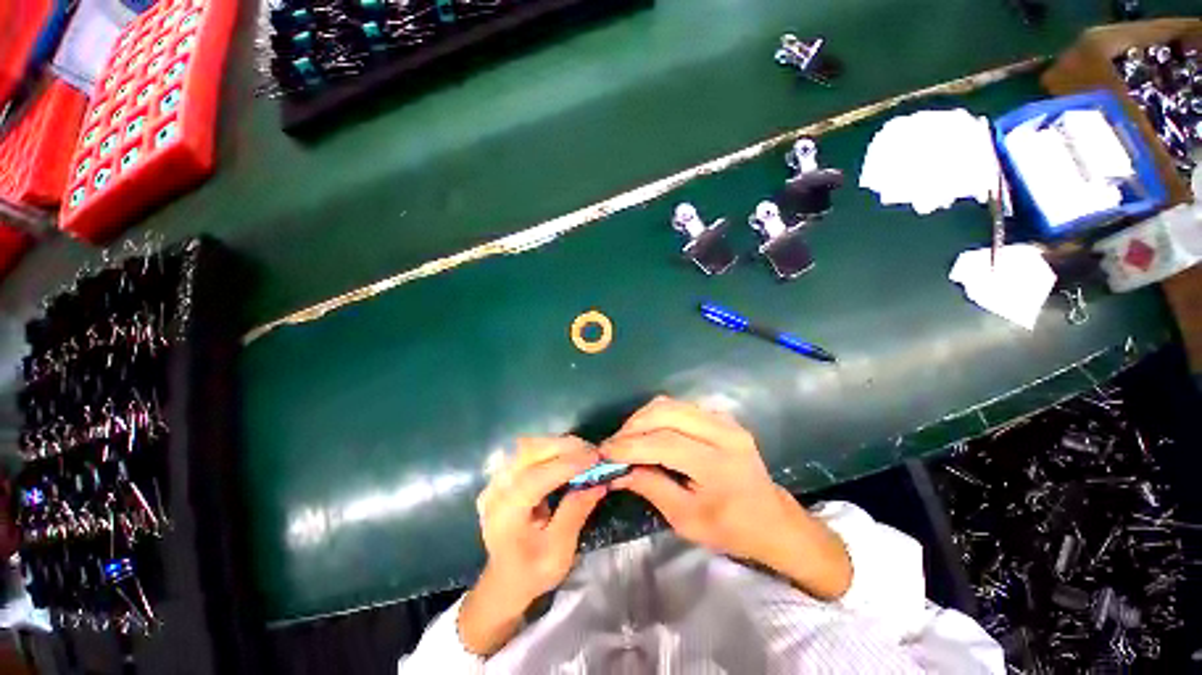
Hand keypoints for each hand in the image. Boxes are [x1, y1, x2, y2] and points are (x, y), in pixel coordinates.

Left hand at [459, 437, 605, 655]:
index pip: (534, 478)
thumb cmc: (532, 571)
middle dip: (564, 447)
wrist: (505, 579)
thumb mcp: (559, 551)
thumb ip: (575, 513)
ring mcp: (496, 480)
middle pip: (529, 452)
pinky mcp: (503, 475)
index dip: (566, 464)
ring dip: (558, 444)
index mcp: (505, 515)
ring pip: (528, 446)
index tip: (594, 457)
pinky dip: (550, 448)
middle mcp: (495, 491)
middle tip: (592, 452)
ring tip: (583, 453)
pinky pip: (528, 451)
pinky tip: (567, 456)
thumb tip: (598, 483)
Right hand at [601, 396, 851, 599]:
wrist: (773, 520)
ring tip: (628, 439)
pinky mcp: (722, 417)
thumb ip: (651, 488)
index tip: (604, 452)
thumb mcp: (687, 520)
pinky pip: (682, 407)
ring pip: (672, 404)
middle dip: (633, 426)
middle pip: (666, 413)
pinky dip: (660, 416)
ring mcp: (725, 420)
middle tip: (615, 445)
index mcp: (718, 464)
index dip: (630, 445)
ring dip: (644, 418)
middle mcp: (723, 433)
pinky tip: (651, 433)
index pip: (664, 443)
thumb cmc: (732, 529)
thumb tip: (618, 471)